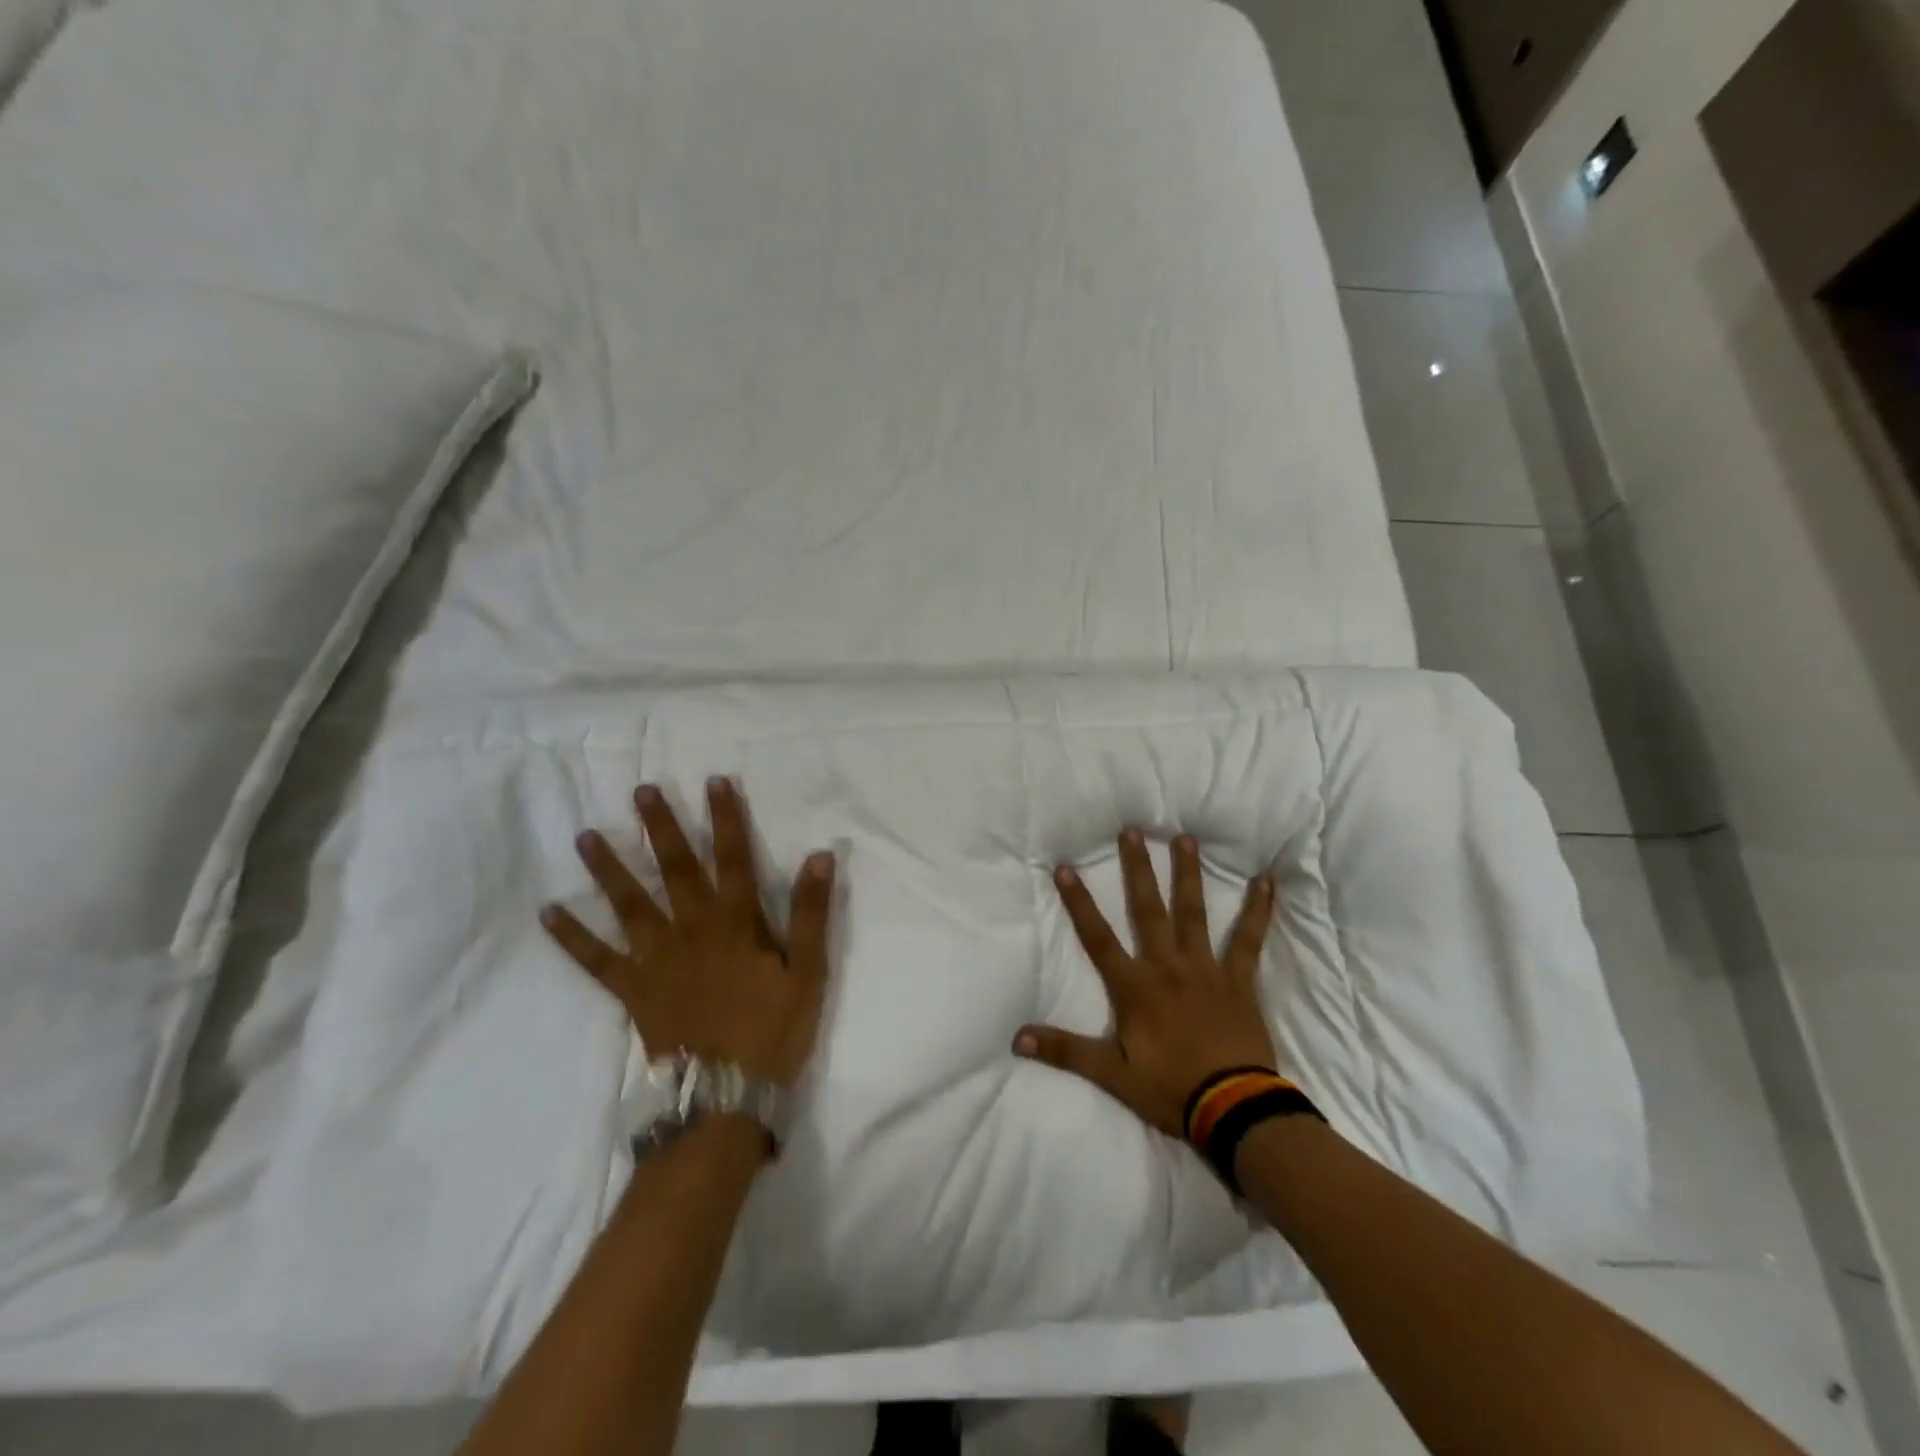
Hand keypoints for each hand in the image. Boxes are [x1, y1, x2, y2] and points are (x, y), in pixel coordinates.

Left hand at [541, 779, 834, 1088]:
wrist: (726, 1095)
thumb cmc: (773, 1030)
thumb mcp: (809, 971)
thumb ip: (810, 913)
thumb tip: (819, 855)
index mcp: (736, 922)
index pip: (733, 858)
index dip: (726, 818)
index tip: (715, 782)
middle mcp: (692, 929)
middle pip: (676, 869)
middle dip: (661, 828)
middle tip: (641, 792)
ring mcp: (657, 959)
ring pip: (630, 904)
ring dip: (609, 868)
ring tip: (585, 836)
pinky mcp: (634, 990)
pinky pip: (597, 961)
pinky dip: (572, 938)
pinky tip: (549, 914)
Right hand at [1014, 830, 1277, 1137]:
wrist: (1235, 1109)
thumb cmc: (1171, 1089)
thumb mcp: (1112, 1074)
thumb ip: (1066, 1051)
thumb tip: (1017, 1038)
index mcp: (1135, 987)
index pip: (1098, 938)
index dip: (1080, 903)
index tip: (1066, 868)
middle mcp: (1167, 966)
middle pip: (1148, 910)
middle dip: (1137, 870)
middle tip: (1132, 831)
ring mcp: (1206, 969)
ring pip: (1194, 913)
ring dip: (1189, 875)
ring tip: (1185, 838)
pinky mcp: (1238, 980)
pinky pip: (1248, 939)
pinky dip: (1258, 910)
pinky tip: (1266, 882)